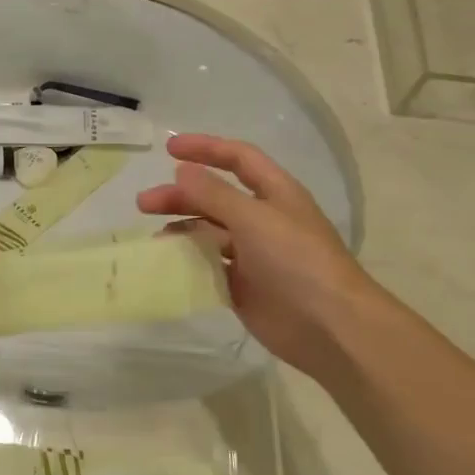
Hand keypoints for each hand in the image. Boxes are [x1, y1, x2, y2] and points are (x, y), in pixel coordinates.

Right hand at [136, 134, 378, 377]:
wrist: (330, 326)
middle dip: (180, 196)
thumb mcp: (254, 218)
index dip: (206, 148)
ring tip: (155, 238)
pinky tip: (168, 265)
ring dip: (181, 229)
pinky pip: (209, 267)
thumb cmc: (297, 261)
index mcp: (275, 193)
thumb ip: (215, 194)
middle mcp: (263, 219)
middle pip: (215, 197)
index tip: (168, 150)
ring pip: (209, 232)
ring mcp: (253, 254)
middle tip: (144, 204)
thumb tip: (183, 171)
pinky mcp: (243, 286)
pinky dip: (188, 263)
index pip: (238, 158)